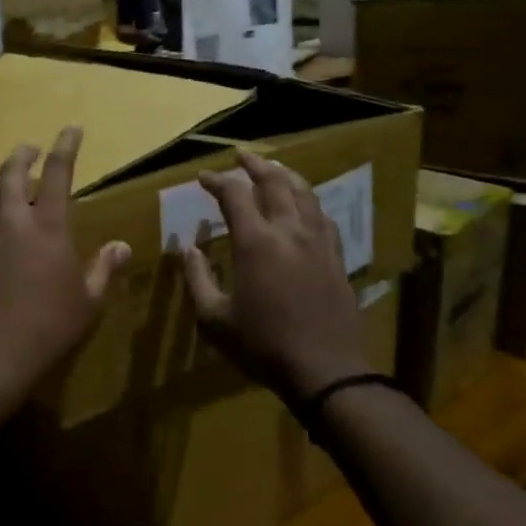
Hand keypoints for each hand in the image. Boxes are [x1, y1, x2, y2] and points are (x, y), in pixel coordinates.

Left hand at [0, 126, 131, 388]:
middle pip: (10, 175)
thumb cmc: (52, 326)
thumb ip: (104, 269)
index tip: (71, 128)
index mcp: (48, 227)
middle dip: (21, 155)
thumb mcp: (89, 301)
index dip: (66, 147)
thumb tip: (121, 246)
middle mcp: (12, 224)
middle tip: (29, 149)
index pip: (58, 174)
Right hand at [182, 149, 367, 402]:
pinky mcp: (336, 256)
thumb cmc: (262, 345)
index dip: (216, 180)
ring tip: (273, 169)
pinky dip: (308, 200)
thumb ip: (198, 278)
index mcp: (256, 242)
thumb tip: (188, 248)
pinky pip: (322, 215)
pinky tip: (304, 205)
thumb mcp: (215, 319)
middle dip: (254, 164)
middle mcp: (289, 231)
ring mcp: (318, 242)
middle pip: (274, 182)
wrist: (325, 370)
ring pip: (304, 192)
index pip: (234, 194)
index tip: (202, 178)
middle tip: (240, 156)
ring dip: (285, 175)